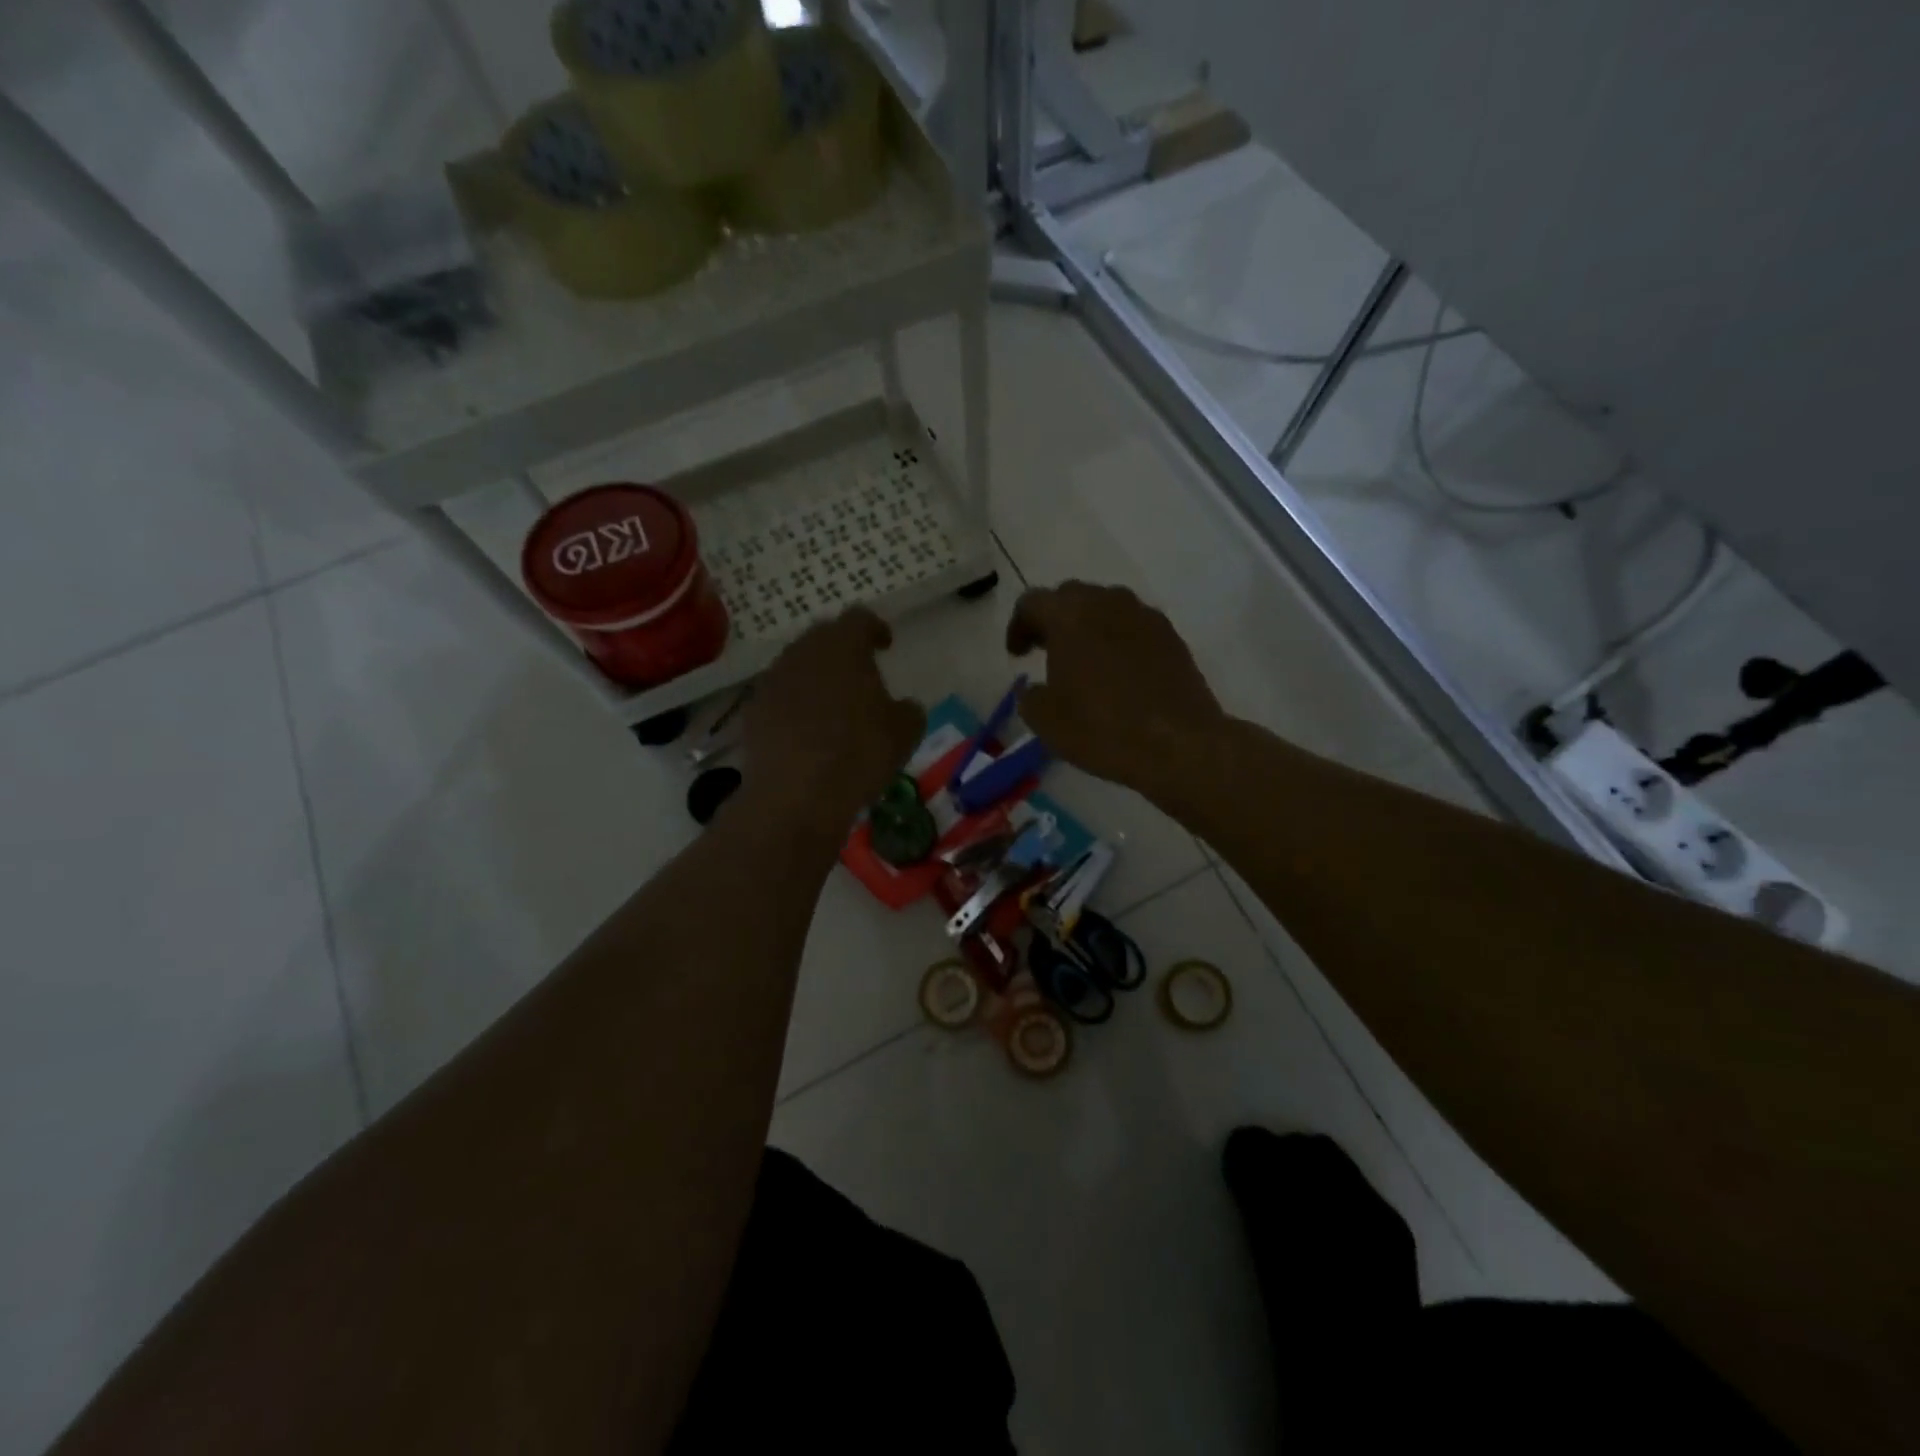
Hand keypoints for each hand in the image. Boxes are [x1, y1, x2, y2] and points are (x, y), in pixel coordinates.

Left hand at [743, 608, 925, 834]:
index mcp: (843, 646)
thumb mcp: (905, 732)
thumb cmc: (859, 753)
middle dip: (842, 649)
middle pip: (823, 636)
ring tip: (833, 702)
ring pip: (798, 665)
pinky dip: (795, 703)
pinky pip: (780, 695)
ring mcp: (773, 680)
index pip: (860, 618)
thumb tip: (903, 706)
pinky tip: (806, 728)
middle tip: (859, 671)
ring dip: (816, 676)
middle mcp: (803, 652)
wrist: (796, 794)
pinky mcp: (753, 710)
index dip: (875, 628)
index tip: (885, 644)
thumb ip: (908, 710)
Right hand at [1007, 582, 1225, 797]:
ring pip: (1106, 607)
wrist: (1178, 744)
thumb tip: (1033, 688)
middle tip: (1045, 649)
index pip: (1033, 602)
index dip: (1018, 626)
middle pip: (1071, 596)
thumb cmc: (1101, 728)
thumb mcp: (1045, 721)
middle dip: (1054, 619)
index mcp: (1069, 615)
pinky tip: (1117, 673)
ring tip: (1083, 661)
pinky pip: (1133, 626)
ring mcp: (1144, 616)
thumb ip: (1029, 696)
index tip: (1017, 655)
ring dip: (1088, 626)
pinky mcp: (1171, 636)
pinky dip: (1117, 640)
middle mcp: (1107, 603)